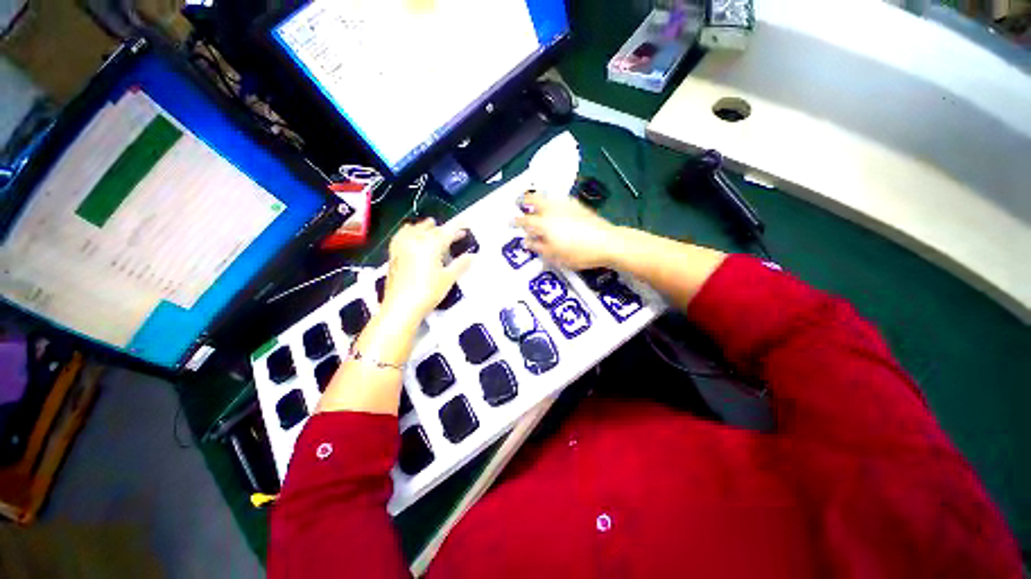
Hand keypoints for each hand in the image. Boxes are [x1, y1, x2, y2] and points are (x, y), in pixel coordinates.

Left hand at [381, 219, 473, 322]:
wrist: (401, 307)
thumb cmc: (428, 292)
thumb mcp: (448, 279)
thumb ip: (461, 264)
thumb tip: (472, 256)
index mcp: (430, 245)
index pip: (447, 232)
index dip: (457, 228)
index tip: (466, 225)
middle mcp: (415, 241)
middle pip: (432, 230)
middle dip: (445, 230)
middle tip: (457, 234)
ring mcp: (402, 246)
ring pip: (415, 229)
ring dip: (426, 227)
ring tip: (433, 227)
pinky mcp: (394, 254)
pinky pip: (402, 235)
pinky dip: (409, 231)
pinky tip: (410, 233)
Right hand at [514, 193, 618, 269]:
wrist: (607, 242)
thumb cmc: (580, 253)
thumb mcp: (555, 255)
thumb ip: (538, 247)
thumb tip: (527, 242)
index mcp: (544, 223)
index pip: (524, 220)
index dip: (515, 221)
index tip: (510, 222)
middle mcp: (552, 210)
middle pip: (533, 199)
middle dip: (523, 200)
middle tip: (518, 202)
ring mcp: (565, 205)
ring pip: (546, 195)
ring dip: (537, 198)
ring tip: (534, 203)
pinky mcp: (577, 204)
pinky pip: (559, 198)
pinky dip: (551, 200)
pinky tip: (554, 205)